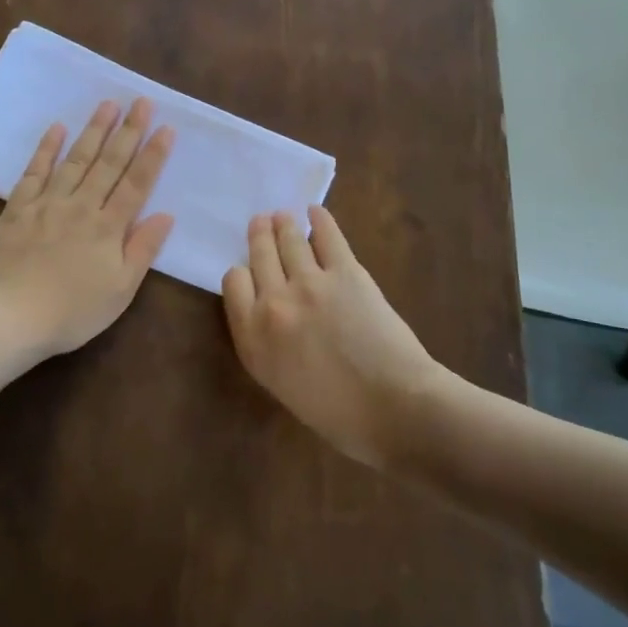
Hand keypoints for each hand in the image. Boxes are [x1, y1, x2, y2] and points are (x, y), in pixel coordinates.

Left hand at [0, 99, 175, 359]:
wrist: (9, 318)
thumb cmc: (71, 312)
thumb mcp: (120, 291)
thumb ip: (143, 250)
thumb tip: (165, 214)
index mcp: (108, 228)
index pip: (137, 184)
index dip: (153, 155)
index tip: (166, 128)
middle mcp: (81, 206)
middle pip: (109, 163)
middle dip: (129, 131)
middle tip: (142, 101)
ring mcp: (48, 203)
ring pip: (76, 159)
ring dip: (94, 130)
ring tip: (108, 104)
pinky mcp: (18, 208)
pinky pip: (34, 171)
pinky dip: (46, 149)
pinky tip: (56, 128)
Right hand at [222, 207, 448, 467]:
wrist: (394, 408)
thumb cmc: (338, 414)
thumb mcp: (281, 384)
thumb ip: (267, 343)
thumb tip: (273, 314)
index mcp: (253, 338)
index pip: (233, 283)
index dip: (242, 272)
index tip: (250, 271)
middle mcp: (273, 303)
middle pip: (258, 255)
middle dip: (258, 236)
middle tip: (261, 221)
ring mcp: (309, 282)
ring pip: (288, 239)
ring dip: (283, 223)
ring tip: (283, 215)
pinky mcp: (345, 271)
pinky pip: (327, 235)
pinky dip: (319, 220)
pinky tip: (315, 212)